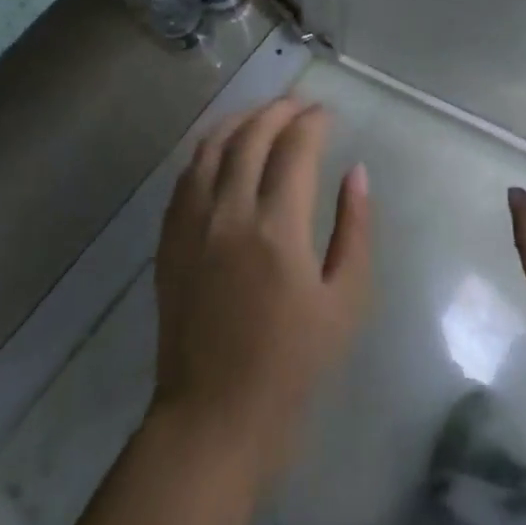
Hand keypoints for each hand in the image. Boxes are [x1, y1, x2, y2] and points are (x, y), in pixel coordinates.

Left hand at [150, 96, 373, 485]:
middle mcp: (229, 212)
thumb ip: (355, 230)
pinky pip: (187, 173)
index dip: (313, 122)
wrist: (214, 417)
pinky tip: (224, 146)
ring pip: (213, 145)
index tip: (328, 115)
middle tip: (301, 106)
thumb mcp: (345, 304)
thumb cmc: (291, 367)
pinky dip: (209, 147)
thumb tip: (356, 173)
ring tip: (264, 114)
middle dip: (280, 110)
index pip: (295, 149)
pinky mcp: (170, 237)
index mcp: (277, 229)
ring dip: (241, 119)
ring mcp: (192, 222)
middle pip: (252, 135)